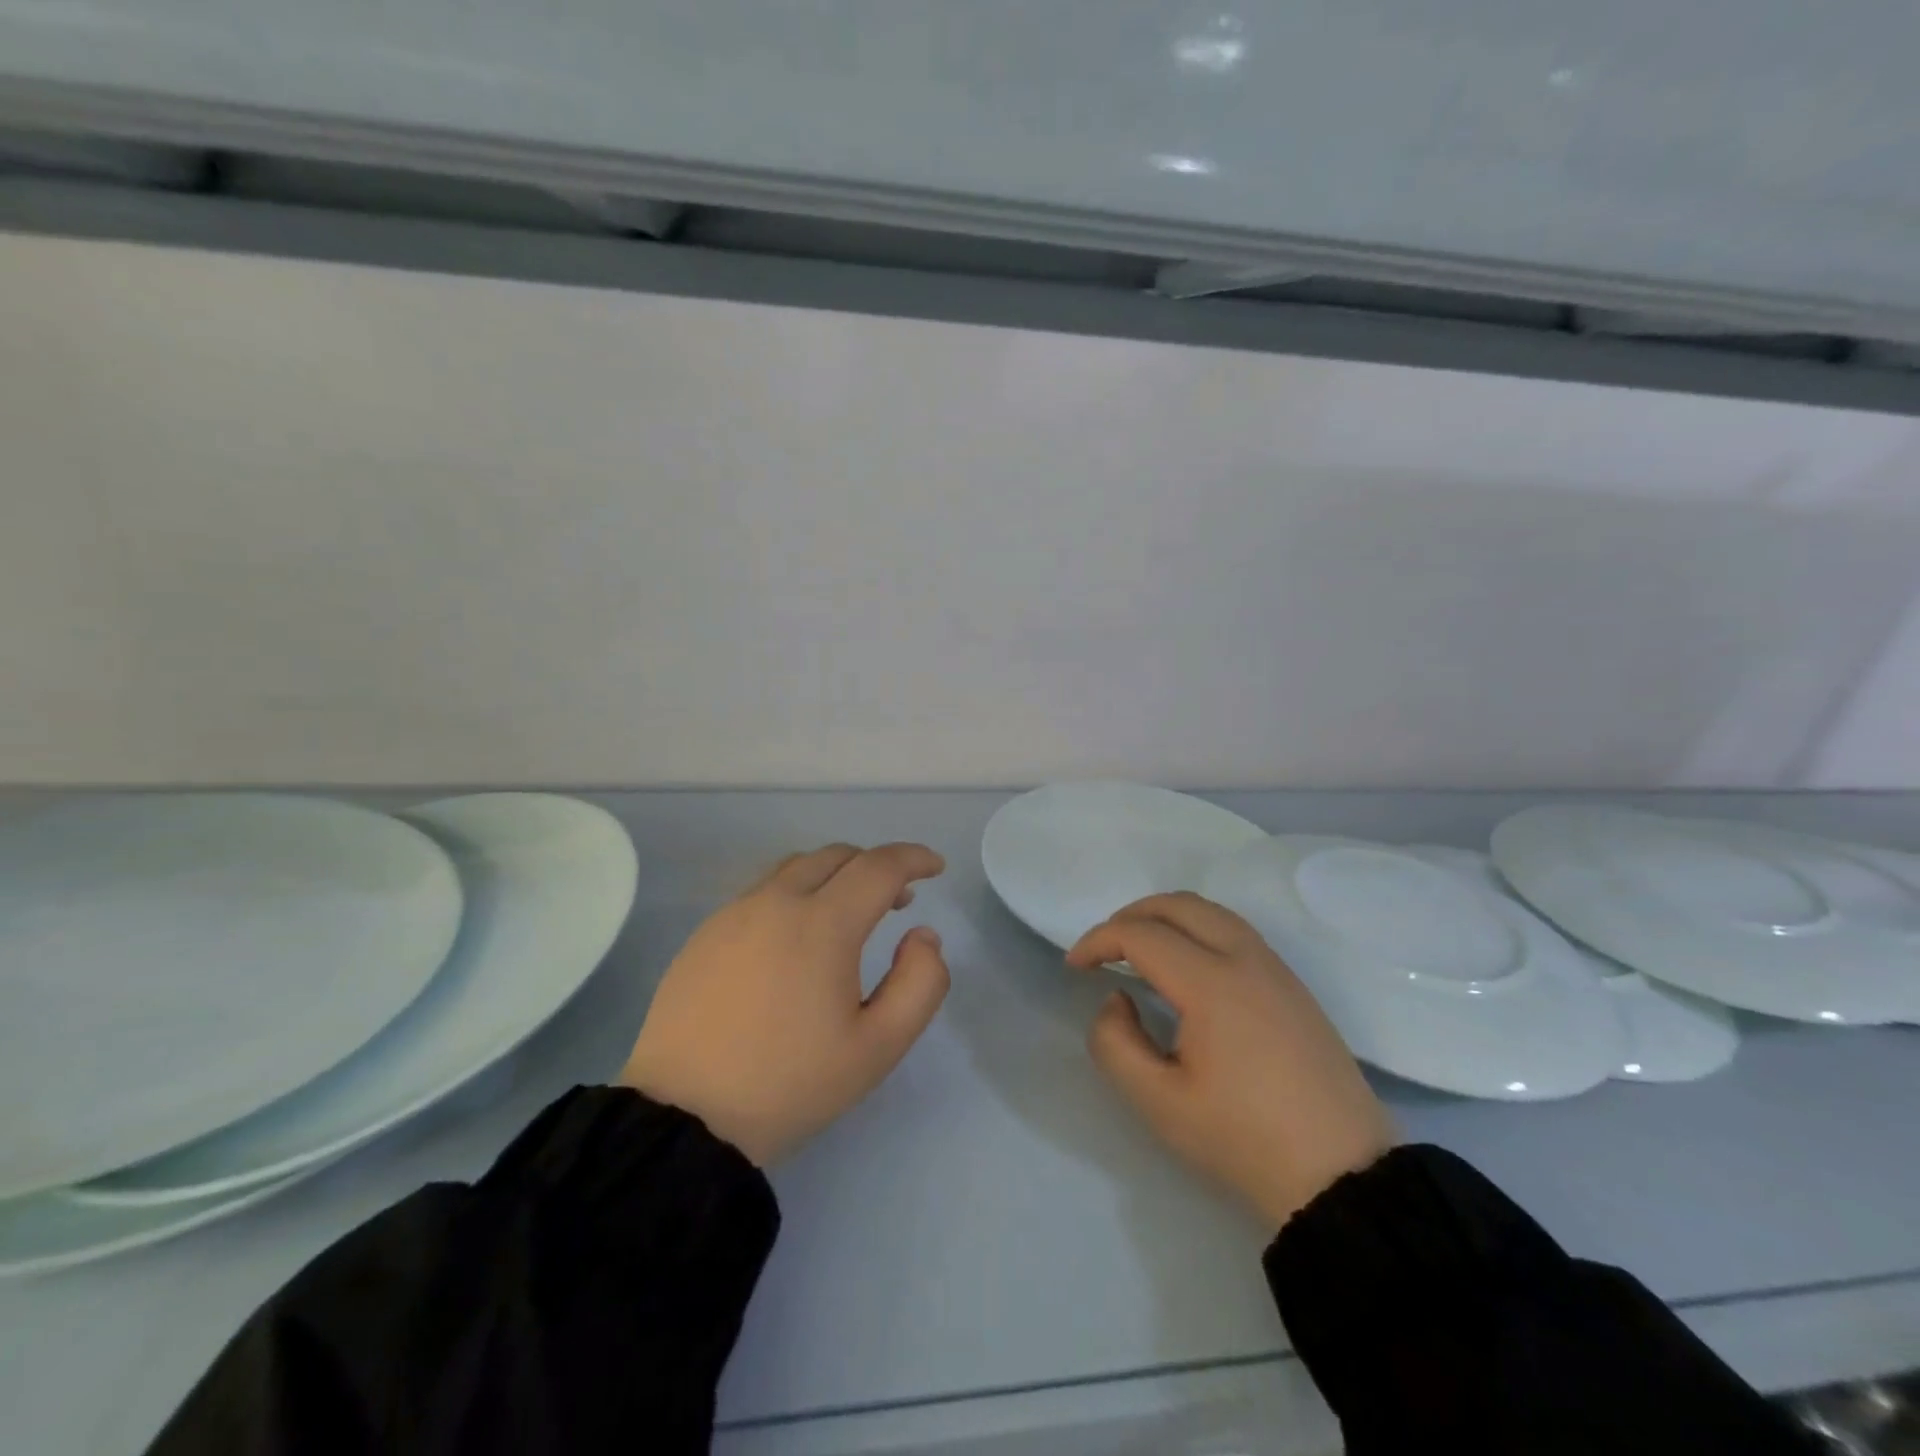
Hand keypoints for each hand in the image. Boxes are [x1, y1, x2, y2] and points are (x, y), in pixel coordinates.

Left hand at [620, 843, 950, 1165]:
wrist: (683, 1119)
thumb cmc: (790, 1083)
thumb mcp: (878, 1047)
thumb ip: (920, 983)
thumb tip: (922, 935)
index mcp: (822, 924)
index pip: (879, 866)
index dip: (914, 858)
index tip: (936, 867)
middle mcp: (776, 902)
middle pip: (837, 856)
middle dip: (876, 866)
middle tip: (898, 899)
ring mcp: (734, 914)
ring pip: (795, 868)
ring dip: (834, 875)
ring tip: (847, 914)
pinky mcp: (705, 933)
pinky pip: (762, 892)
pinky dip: (795, 894)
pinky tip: (795, 938)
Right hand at [1068, 893, 1394, 1230]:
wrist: (1343, 1177)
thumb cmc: (1244, 1140)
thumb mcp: (1159, 1104)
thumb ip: (1115, 1043)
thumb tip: (1117, 999)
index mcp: (1211, 982)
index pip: (1140, 934)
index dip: (1098, 941)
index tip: (1074, 967)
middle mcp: (1245, 958)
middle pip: (1177, 905)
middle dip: (1130, 916)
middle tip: (1103, 950)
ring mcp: (1275, 968)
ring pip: (1210, 911)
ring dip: (1165, 918)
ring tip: (1139, 950)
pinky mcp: (1293, 985)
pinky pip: (1234, 930)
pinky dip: (1196, 929)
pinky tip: (1186, 966)